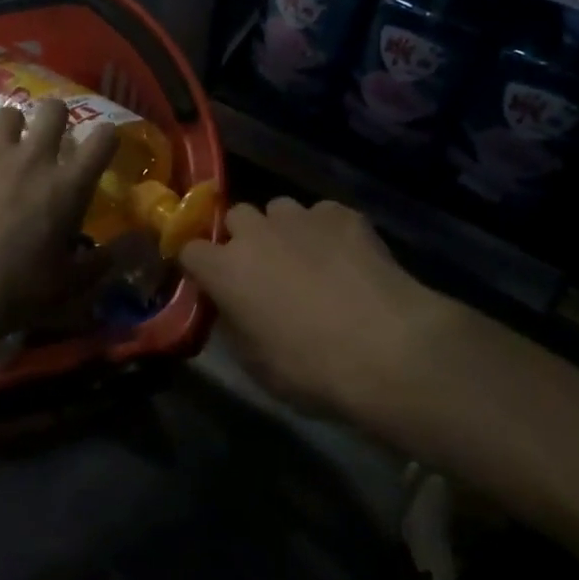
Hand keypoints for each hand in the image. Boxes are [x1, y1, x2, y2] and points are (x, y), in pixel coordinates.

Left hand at [0, 99, 119, 364]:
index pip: (103, 139)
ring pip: (8, 113)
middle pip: (54, 109)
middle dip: (56, 119)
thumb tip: (139, 243)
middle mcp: (34, 157)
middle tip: (48, 142)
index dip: (106, 138)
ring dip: (10, 129)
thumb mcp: (71, 284)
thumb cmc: (18, 292)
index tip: (101, 147)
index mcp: (69, 185)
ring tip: (3, 150)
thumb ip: (106, 259)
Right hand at [179, 198, 444, 420]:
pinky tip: (348, 259)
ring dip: (284, 231)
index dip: (200, 265)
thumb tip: (233, 308)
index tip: (211, 281)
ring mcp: (300, 217)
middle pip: (236, 218)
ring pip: (279, 210)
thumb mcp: (257, 365)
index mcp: (225, 269)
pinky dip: (327, 232)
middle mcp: (256, 232)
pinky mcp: (342, 214)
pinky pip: (323, 214)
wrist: (388, 349)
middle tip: (264, 270)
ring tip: (308, 260)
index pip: (190, 249)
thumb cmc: (312, 369)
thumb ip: (235, 326)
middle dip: (244, 238)